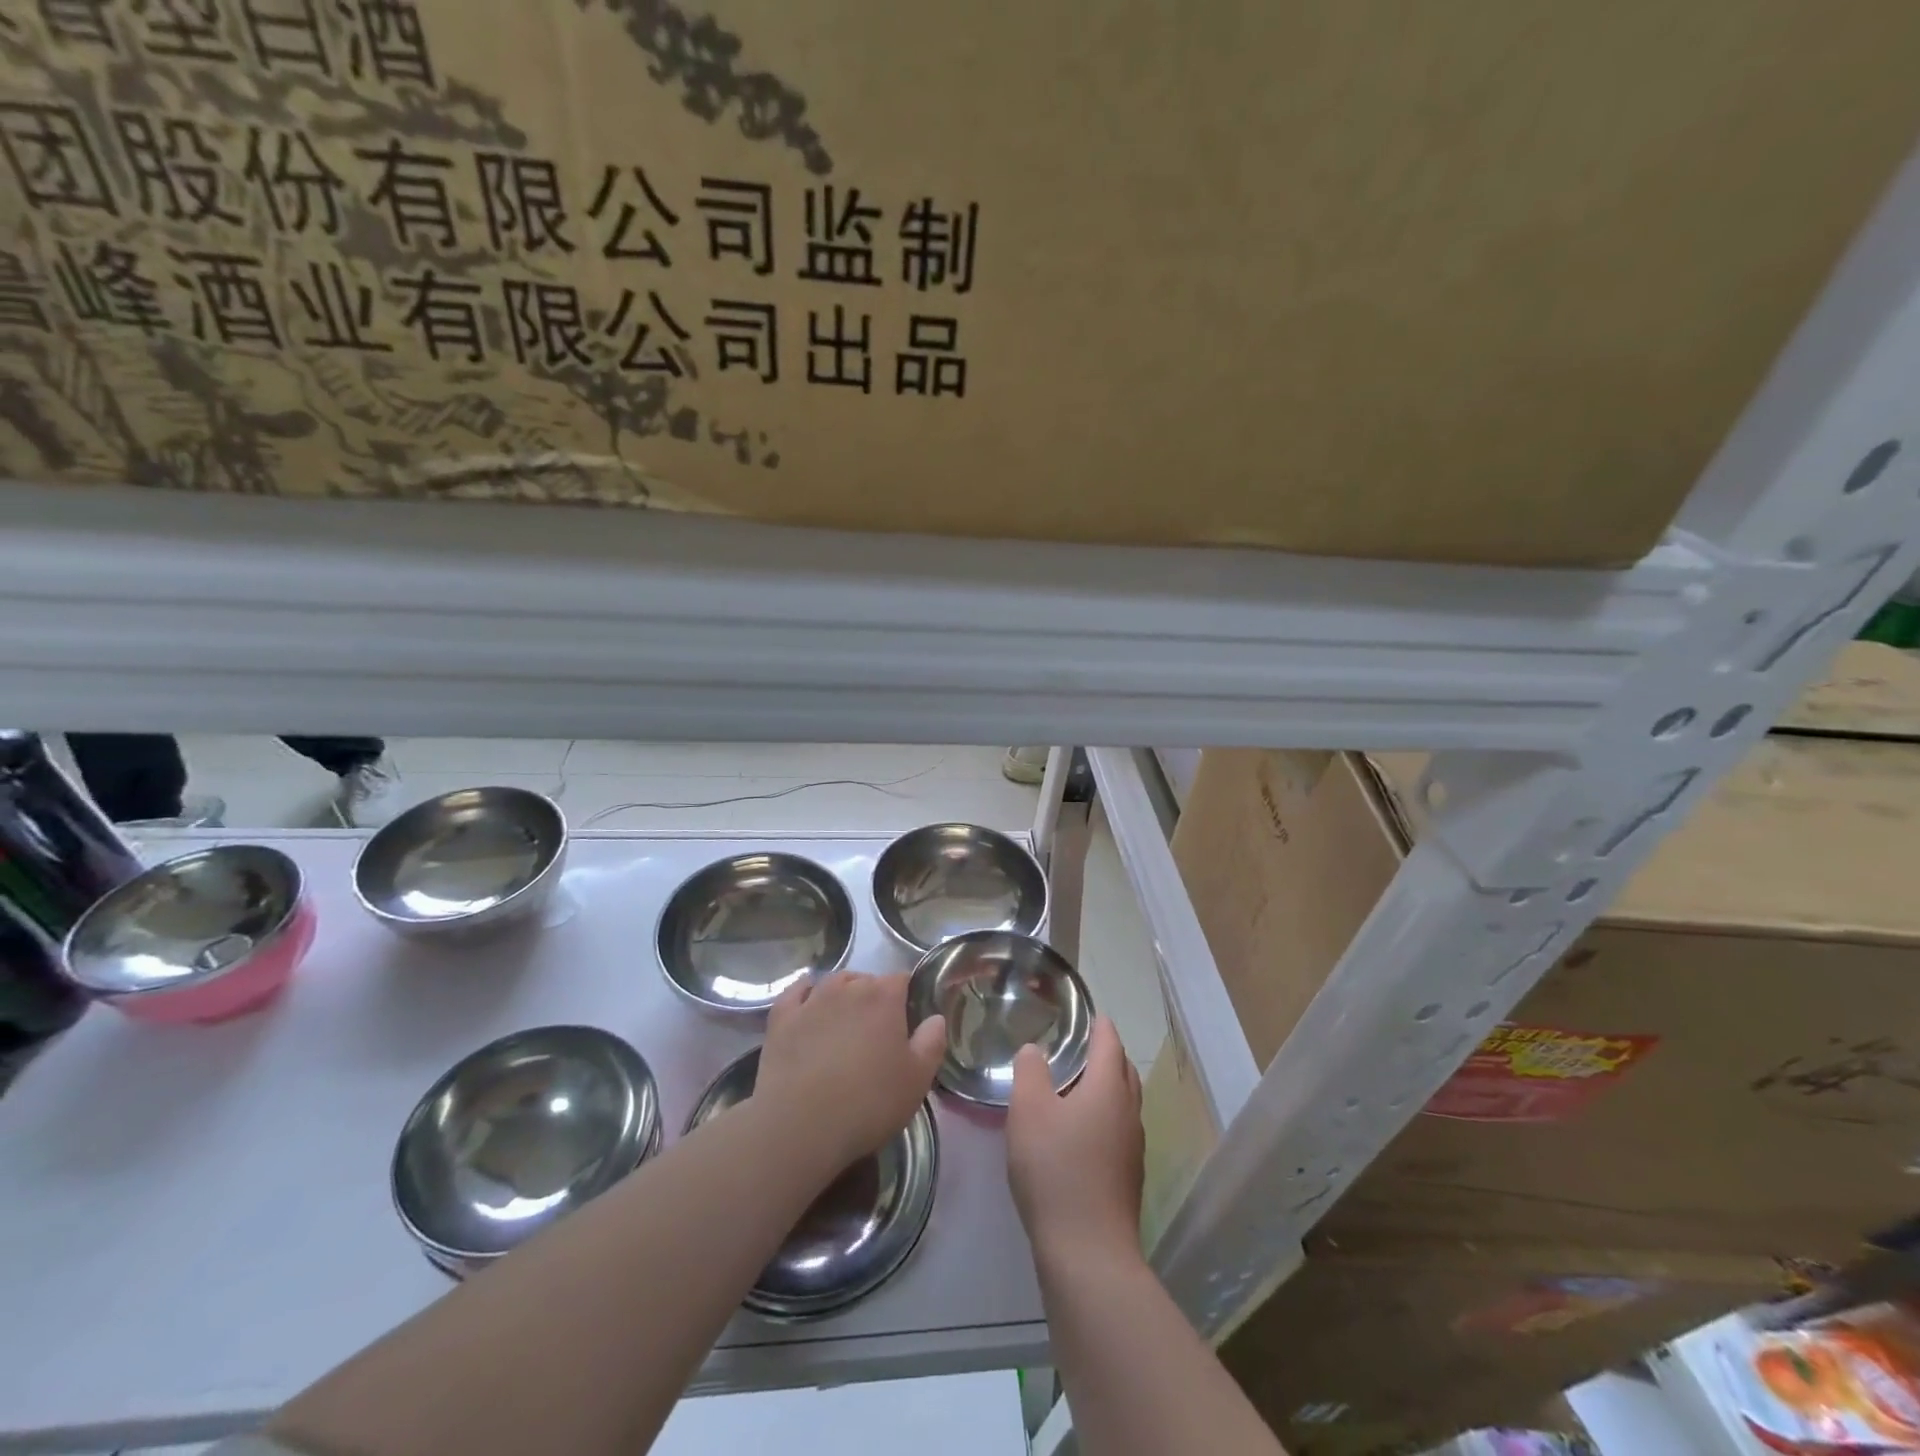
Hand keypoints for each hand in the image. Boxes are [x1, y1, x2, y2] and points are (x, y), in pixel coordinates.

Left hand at [755, 971, 945, 1174]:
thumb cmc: (868, 1102)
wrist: (800, 1125)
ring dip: (843, 994)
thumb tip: (935, 1018)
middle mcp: (848, 987)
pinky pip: (797, 992)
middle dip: (874, 998)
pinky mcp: (782, 1017)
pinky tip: (808, 1005)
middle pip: (867, 980)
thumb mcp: (917, 1080)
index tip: (907, 1023)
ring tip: (844, 1022)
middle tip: (876, 1034)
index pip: (902, 979)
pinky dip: (805, 994)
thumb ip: (931, 1043)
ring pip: (833, 982)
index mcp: (884, 997)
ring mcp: (812, 999)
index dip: (906, 998)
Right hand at [1007, 1014, 1144, 1268]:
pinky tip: (1080, 1132)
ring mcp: (1132, 1147)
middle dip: (1107, 1053)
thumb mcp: (1028, 1110)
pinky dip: (1104, 1116)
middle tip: (1081, 1046)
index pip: (1110, 1042)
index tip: (1088, 1012)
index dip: (1099, 1025)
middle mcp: (1128, 1112)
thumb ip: (1029, 1071)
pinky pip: (1119, 1129)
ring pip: (1124, 1102)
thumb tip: (1035, 1050)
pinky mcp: (1127, 1177)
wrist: (1087, 1251)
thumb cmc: (1055, 1169)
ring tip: (1077, 1085)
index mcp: (1109, 1088)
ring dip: (1107, 1086)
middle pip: (1123, 1071)